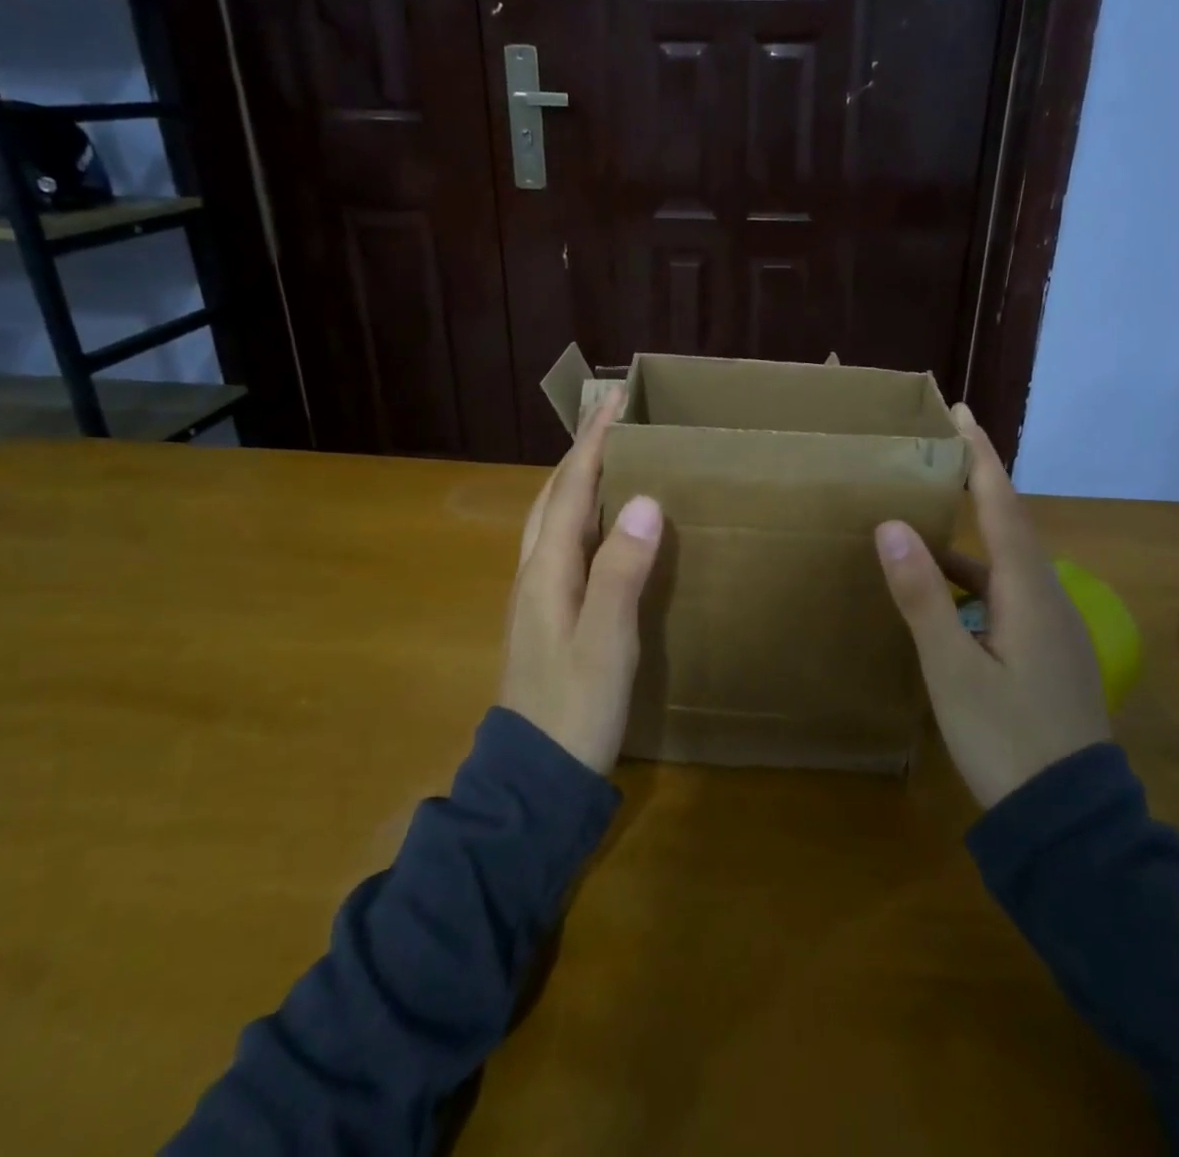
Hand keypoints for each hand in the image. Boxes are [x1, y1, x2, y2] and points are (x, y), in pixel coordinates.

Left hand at [499, 387, 664, 774]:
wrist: (534, 777)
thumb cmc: (575, 709)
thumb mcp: (606, 642)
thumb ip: (622, 571)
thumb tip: (644, 500)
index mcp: (547, 570)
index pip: (571, 489)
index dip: (593, 443)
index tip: (614, 400)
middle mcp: (534, 572)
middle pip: (554, 496)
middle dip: (581, 452)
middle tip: (612, 421)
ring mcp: (534, 594)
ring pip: (552, 519)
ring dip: (576, 480)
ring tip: (608, 458)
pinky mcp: (544, 614)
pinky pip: (561, 543)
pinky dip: (579, 514)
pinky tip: (600, 525)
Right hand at [874, 404, 1109, 807]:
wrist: (1071, 823)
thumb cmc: (1007, 739)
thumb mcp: (952, 669)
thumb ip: (922, 596)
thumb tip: (891, 524)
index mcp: (1028, 590)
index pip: (1001, 503)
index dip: (979, 455)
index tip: (960, 413)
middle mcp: (1046, 597)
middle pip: (1008, 525)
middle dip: (975, 483)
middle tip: (936, 453)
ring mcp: (1051, 628)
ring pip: (1004, 564)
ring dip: (967, 538)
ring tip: (922, 522)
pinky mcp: (1046, 653)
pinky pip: (1004, 595)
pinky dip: (970, 581)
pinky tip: (942, 598)